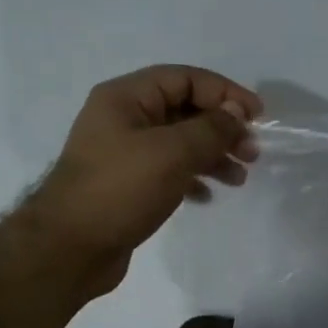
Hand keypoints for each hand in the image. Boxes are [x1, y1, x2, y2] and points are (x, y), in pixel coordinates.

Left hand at [22, 66, 262, 295]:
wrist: (70, 248)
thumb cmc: (120, 190)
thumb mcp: (171, 153)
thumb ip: (210, 129)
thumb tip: (236, 113)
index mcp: (126, 98)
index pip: (184, 78)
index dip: (225, 92)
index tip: (258, 117)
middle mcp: (123, 120)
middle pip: (183, 111)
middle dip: (221, 128)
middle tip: (252, 153)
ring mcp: (123, 155)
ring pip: (178, 144)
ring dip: (212, 156)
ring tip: (239, 179)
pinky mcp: (126, 187)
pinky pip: (167, 172)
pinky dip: (191, 179)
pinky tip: (207, 197)